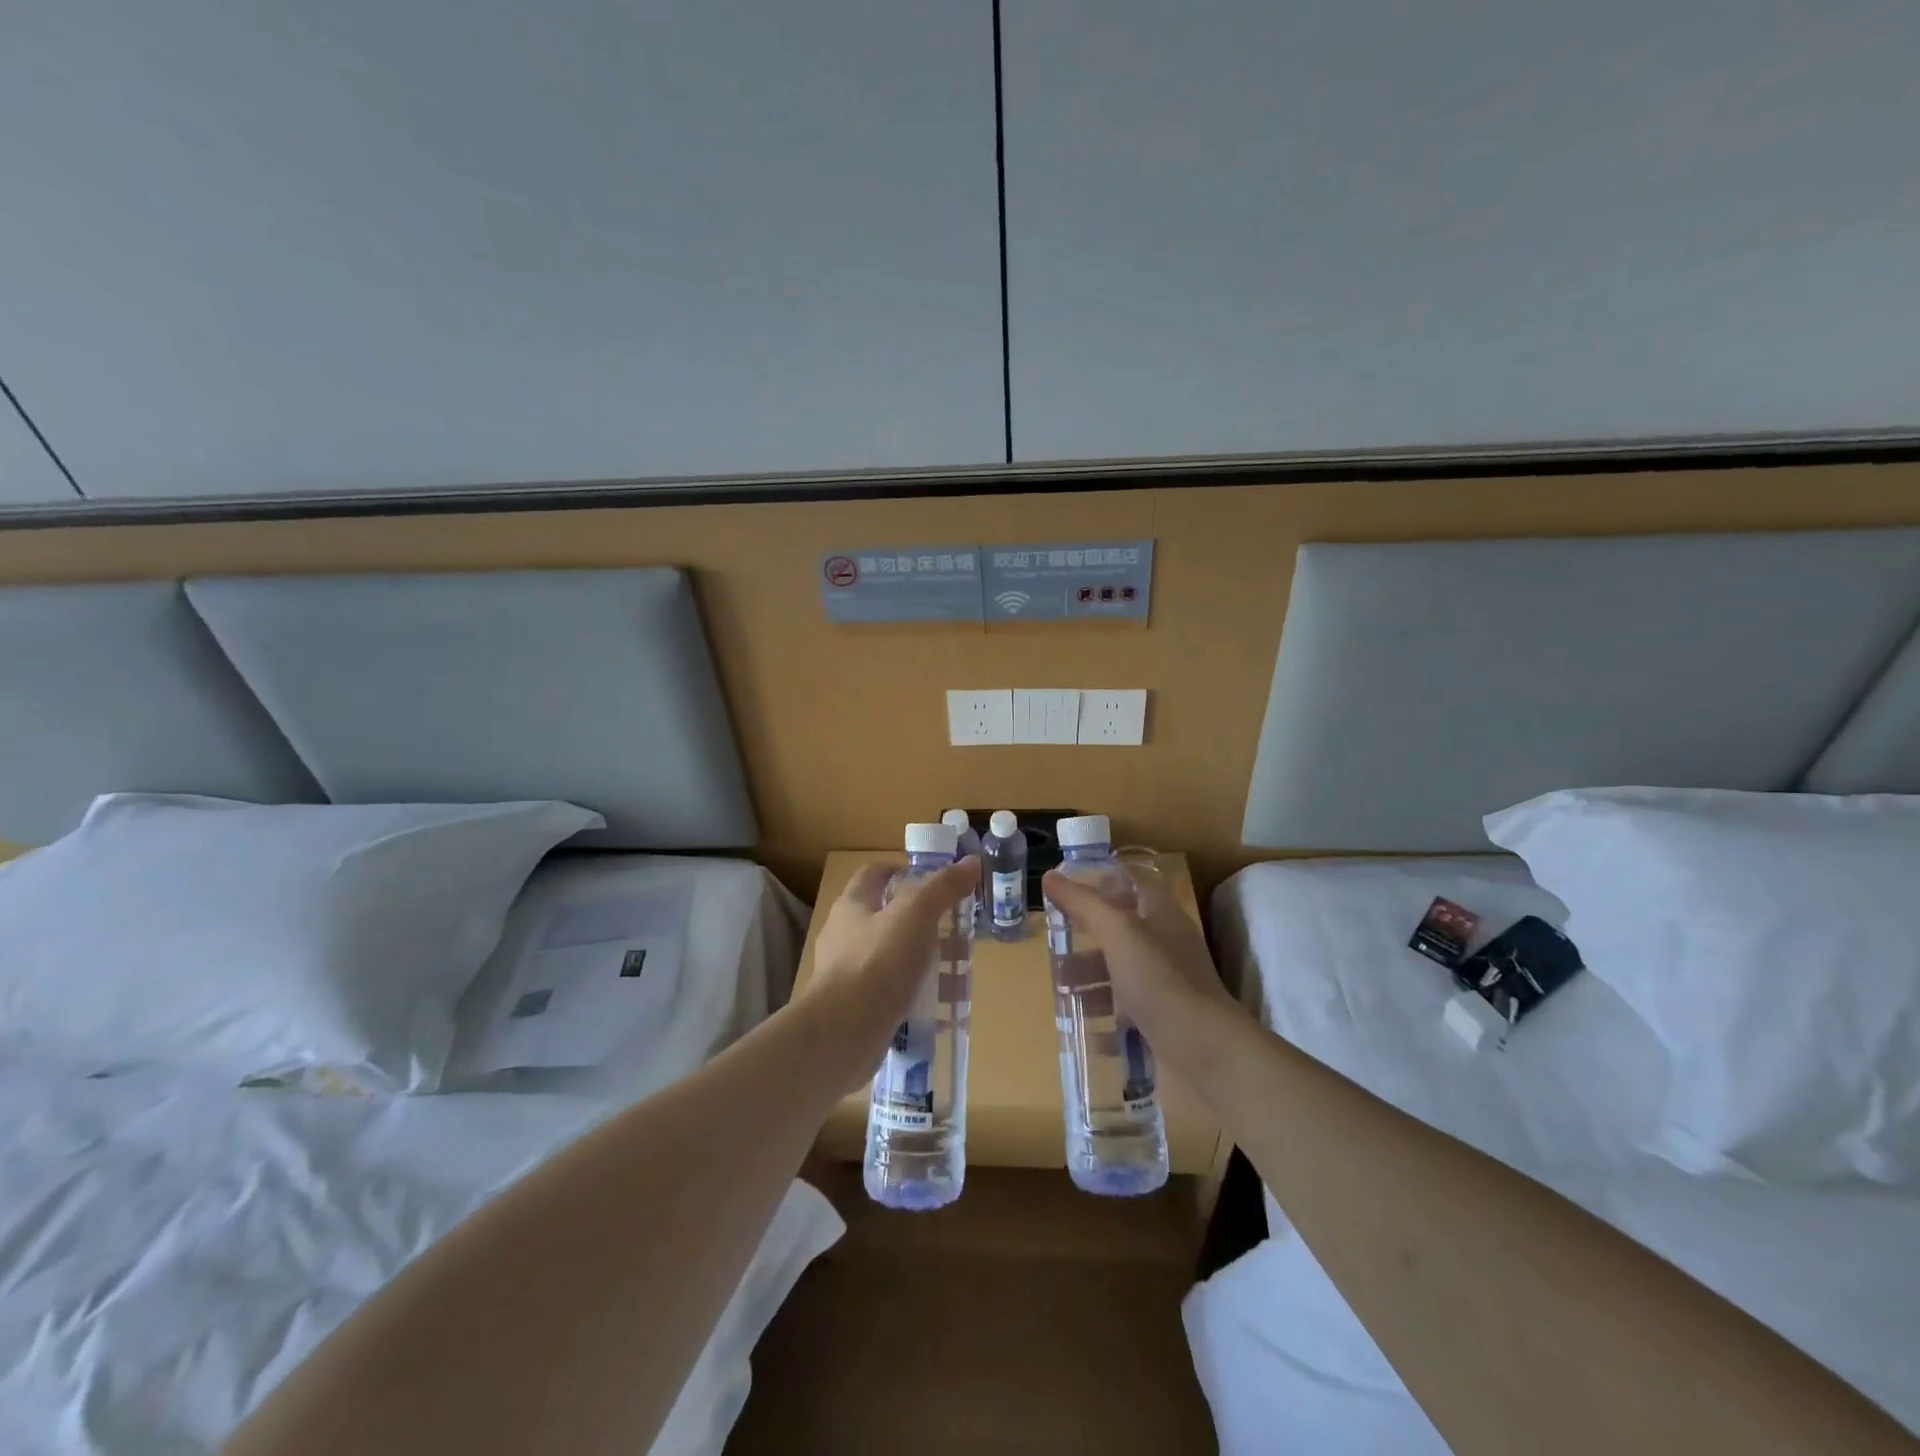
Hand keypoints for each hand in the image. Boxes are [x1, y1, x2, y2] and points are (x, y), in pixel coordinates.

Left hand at [802, 857, 978, 1082]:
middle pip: (887, 918)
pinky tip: (941, 1011)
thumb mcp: (916, 915)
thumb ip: (943, 887)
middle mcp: (844, 935)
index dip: (903, 871)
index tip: (935, 882)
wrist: (841, 1034)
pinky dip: (916, 998)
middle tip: (956, 931)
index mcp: (853, 905)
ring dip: (924, 963)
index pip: (874, 874)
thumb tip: (971, 862)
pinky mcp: (855, 1009)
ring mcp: (847, 975)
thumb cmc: (877, 963)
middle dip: (923, 923)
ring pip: (892, 959)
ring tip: (957, 974)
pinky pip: (891, 996)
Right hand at [1040, 863, 1247, 1074]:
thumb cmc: (1160, 980)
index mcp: (1160, 915)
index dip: (1100, 883)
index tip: (1064, 891)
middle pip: (1119, 932)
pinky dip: (1106, 1021)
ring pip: (1119, 974)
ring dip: (1089, 982)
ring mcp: (1165, 985)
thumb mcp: (1119, 932)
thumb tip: (1050, 876)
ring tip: (1061, 993)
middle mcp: (1164, 945)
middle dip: (1085, 940)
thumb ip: (1084, 903)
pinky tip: (1089, 1032)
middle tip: (1053, 949)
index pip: (1130, 884)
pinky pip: (1127, 1015)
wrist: (1206, 1053)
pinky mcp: (1163, 1021)